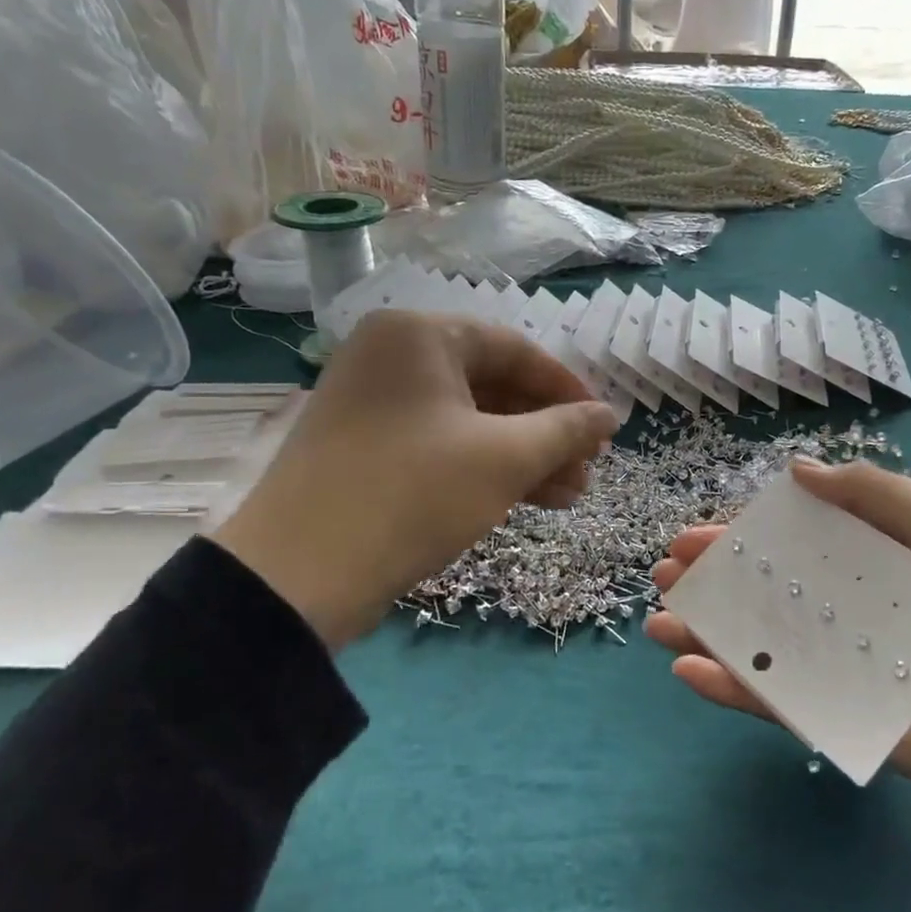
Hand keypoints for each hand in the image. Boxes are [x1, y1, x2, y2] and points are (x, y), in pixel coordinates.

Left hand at [213, 311, 619, 645]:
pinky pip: (441, 443)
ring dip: (523, 455)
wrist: (300, 575)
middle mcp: (392, 357)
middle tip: (589, 469)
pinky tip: (531, 500)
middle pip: (492, 386)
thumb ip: (566, 430)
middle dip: (547, 432)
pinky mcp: (366, 447)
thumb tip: (610, 415)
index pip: (515, 349)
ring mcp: (374, 403)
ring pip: (469, 420)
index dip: (568, 389)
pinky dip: (485, 467)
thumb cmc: (415, 493)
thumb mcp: (504, 459)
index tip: (604, 426)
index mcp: (419, 336)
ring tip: (571, 495)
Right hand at [647, 459, 910, 817]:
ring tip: (657, 618)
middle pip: (763, 595)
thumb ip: (870, 491)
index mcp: (866, 567)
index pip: (788, 549)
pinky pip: (776, 702)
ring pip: (758, 646)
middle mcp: (844, 615)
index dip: (739, 540)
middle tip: (662, 573)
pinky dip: (730, 687)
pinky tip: (686, 669)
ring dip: (704, 632)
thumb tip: (794, 469)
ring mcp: (840, 670)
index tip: (695, 536)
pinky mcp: (842, 721)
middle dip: (709, 583)